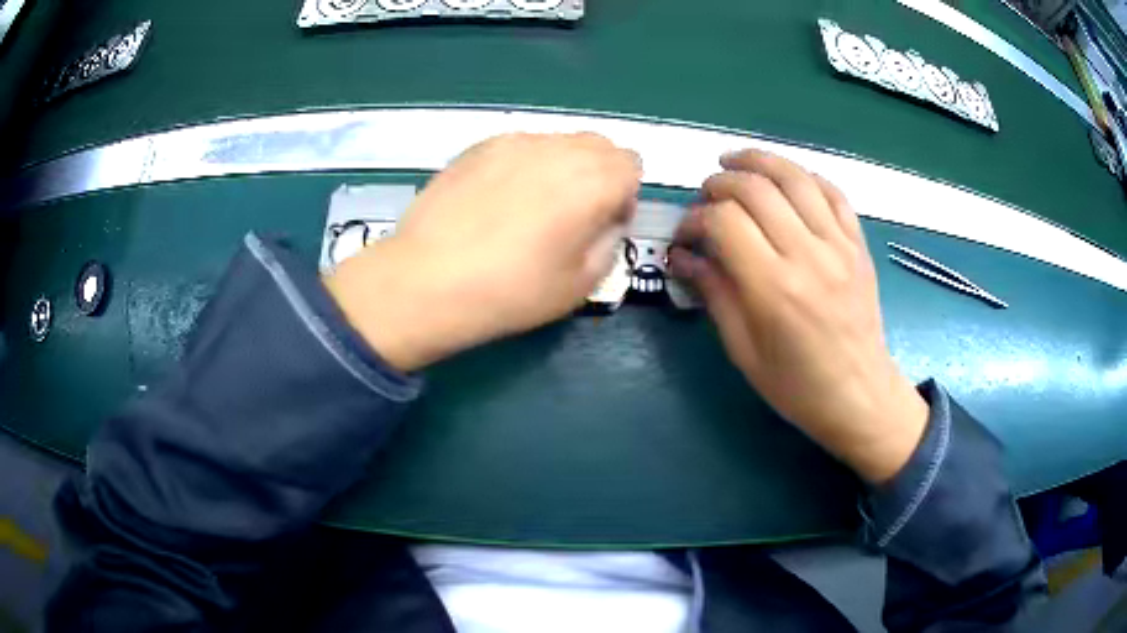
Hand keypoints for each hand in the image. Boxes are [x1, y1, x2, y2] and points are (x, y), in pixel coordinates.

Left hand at [325, 133, 640, 372]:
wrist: (427, 280)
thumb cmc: (511, 291)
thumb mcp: (581, 284)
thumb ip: (609, 242)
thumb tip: (606, 221)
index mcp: (593, 180)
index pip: (632, 165)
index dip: (623, 196)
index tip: (601, 226)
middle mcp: (559, 148)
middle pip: (599, 145)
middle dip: (599, 175)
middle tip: (572, 216)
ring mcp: (514, 141)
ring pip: (559, 142)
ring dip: (561, 167)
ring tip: (530, 207)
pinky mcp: (478, 145)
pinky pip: (520, 145)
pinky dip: (525, 165)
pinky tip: (497, 200)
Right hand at [669, 150, 927, 482]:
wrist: (860, 396)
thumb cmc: (797, 386)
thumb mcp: (744, 351)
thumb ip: (714, 294)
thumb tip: (683, 255)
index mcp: (774, 289)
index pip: (724, 222)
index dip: (696, 218)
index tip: (685, 233)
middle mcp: (808, 255)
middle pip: (756, 188)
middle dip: (720, 183)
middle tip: (706, 196)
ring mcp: (839, 245)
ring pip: (795, 178)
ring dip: (759, 161)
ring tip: (734, 161)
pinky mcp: (858, 244)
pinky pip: (832, 192)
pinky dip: (804, 176)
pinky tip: (786, 178)